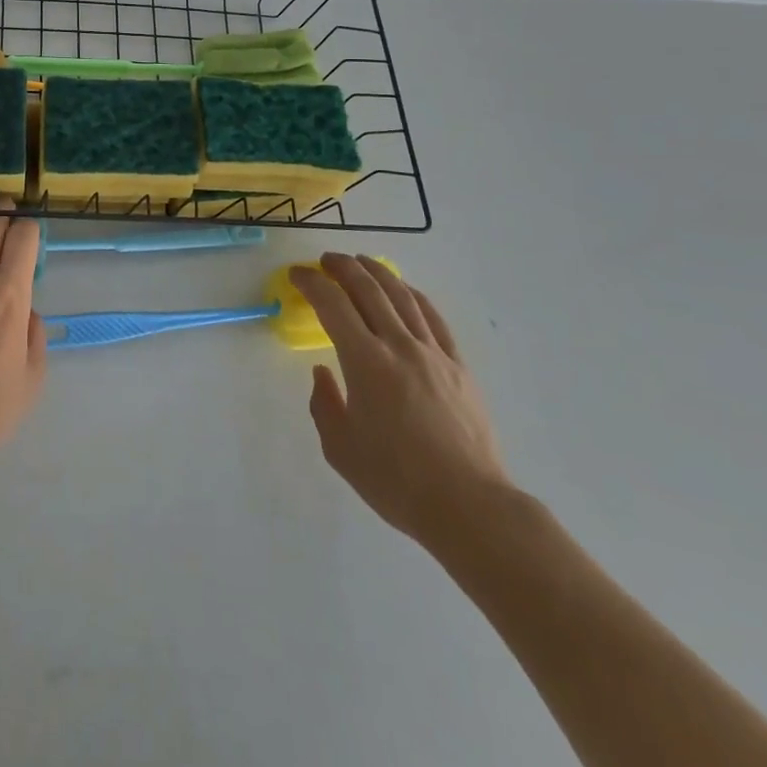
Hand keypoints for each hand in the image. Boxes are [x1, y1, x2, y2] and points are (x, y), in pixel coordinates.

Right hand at [294, 254, 510, 549]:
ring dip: (377, 272)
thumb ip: (324, 404)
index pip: (332, 305)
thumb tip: (324, 373)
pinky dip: (413, 296)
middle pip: (368, 289)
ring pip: (402, 296)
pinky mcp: (459, 366)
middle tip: (325, 260)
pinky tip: (405, 291)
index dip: (311, 283)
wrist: (469, 506)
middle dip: (342, 267)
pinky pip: (433, 318)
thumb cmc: (396, 481)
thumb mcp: (340, 448)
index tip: (297, 275)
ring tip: (361, 263)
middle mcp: (398, 346)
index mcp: (365, 362)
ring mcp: (433, 353)